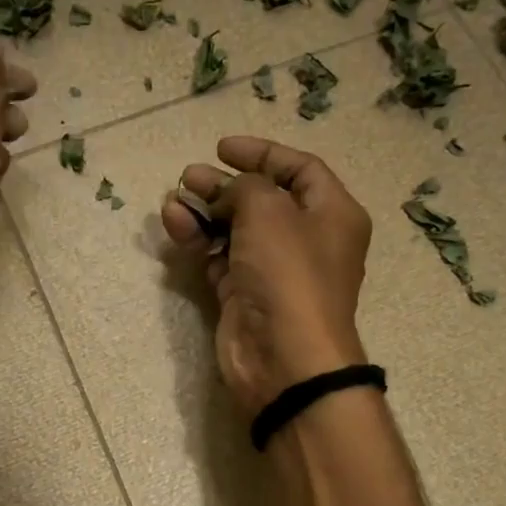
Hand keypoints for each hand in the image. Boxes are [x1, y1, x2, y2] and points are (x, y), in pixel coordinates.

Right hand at [161, 137, 371, 413]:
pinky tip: (176, 228)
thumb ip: (244, 187)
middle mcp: (306, 239)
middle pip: (262, 199)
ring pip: (235, 230)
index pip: (299, 169)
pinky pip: (219, 258)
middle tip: (187, 177)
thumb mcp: (269, 211)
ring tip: (173, 203)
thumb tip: (224, 191)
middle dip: (223, 185)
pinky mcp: (244, 295)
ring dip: (204, 213)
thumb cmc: (288, 274)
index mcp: (332, 213)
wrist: (283, 357)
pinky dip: (199, 242)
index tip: (222, 148)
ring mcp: (273, 270)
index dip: (262, 153)